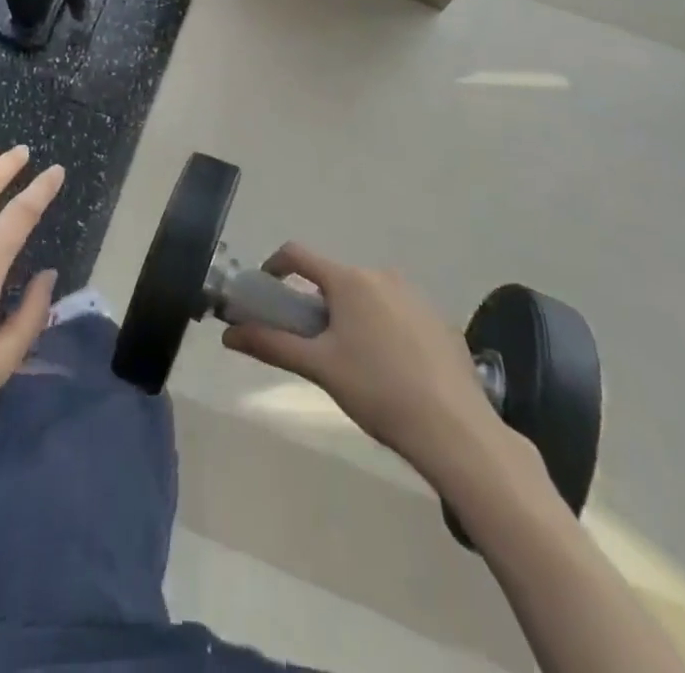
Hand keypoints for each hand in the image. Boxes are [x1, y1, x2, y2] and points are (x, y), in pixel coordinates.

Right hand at [222, 244, 529, 485]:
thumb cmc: (377, 391)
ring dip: (350, 316)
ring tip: (352, 362)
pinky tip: (390, 371)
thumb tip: (228, 335)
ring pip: (367, 296)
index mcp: (349, 279)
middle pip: (334, 278)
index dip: (274, 266)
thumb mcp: (319, 368)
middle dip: (316, 303)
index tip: (265, 291)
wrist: (456, 430)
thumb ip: (271, 345)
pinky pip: (397, 313)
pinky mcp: (439, 320)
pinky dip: (382, 329)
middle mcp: (381, 275)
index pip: (298, 254)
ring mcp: (415, 296)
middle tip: (311, 342)